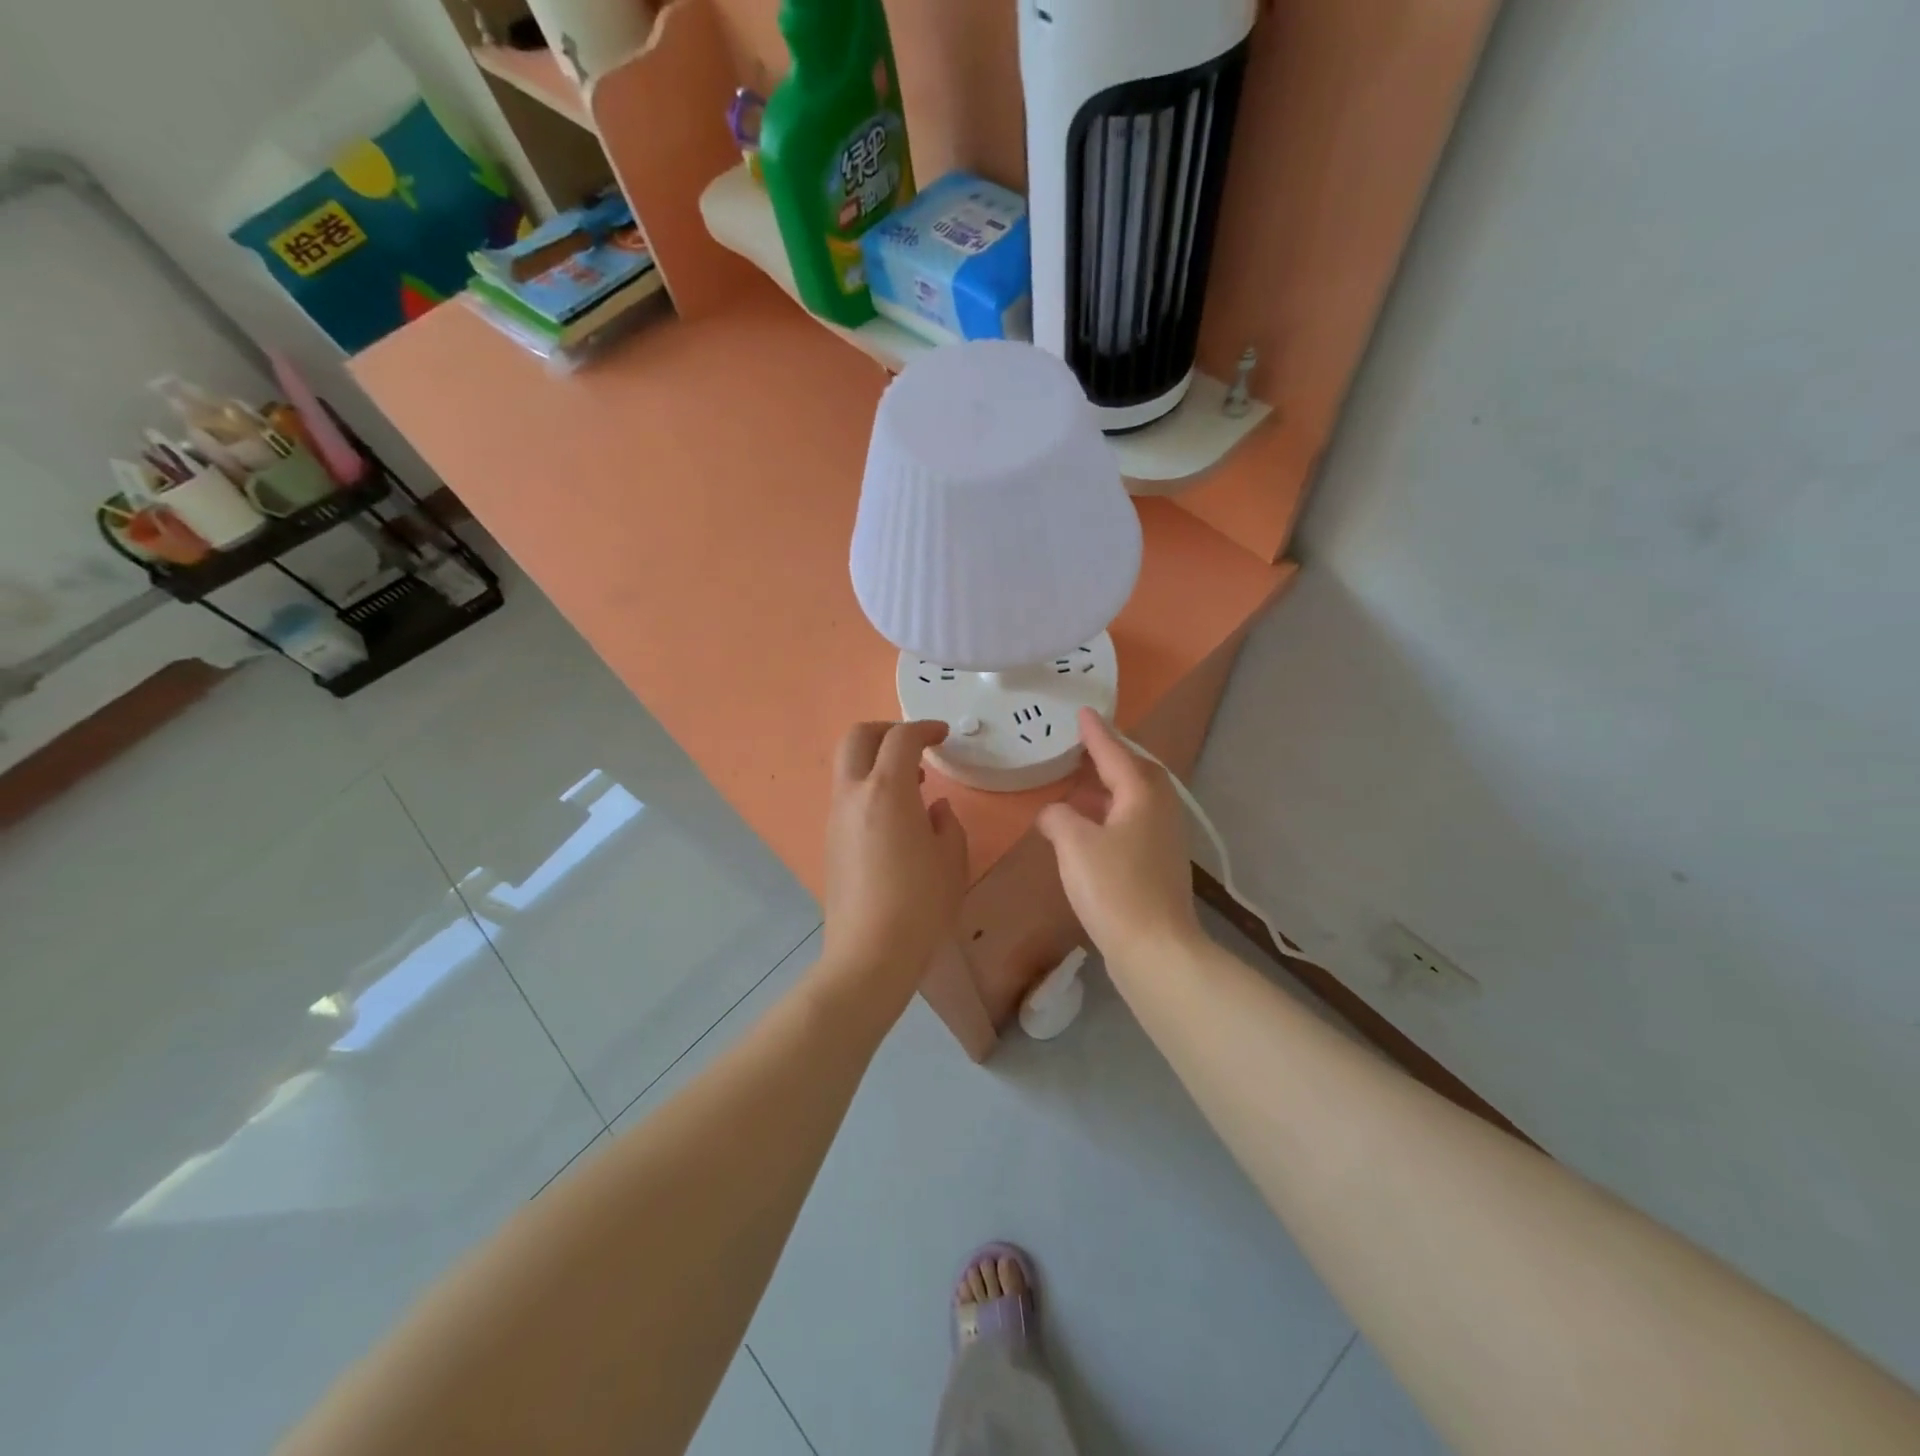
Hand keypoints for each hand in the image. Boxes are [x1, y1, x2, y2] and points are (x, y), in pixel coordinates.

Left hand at [821, 721, 969, 1007]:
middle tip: (915, 746)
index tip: (942, 735)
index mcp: (887, 791)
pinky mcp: (830, 841)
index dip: (923, 728)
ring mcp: (835, 818)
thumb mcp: (951, 860)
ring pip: (847, 767)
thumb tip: (935, 808)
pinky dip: (869, 788)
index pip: (900, 738)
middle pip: (857, 737)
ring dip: (876, 761)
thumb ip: (947, 823)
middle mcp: (854, 795)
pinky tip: (895, 819)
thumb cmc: (920, 904)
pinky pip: (847, 796)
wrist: (869, 954)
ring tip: (912, 786)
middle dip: (886, 731)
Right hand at [1038, 710, 1200, 969]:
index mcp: (1142, 794)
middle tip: (1085, 748)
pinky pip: (1134, 822)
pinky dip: (1112, 815)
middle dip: (1112, 757)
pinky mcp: (1160, 864)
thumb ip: (1058, 818)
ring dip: (1110, 788)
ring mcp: (1165, 838)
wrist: (1157, 949)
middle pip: (1136, 772)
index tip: (1083, 713)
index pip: (1115, 753)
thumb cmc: (1114, 888)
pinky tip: (1091, 830)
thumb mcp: (1074, 844)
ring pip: (1136, 799)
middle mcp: (1160, 809)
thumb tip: (1055, 814)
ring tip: (1082, 786)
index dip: (1096, 733)